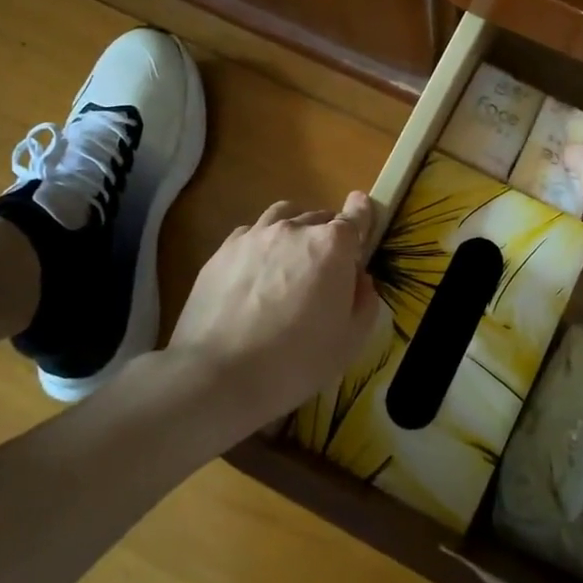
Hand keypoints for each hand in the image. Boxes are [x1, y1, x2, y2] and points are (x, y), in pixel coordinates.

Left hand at [170, 191, 382, 430]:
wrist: (218, 374)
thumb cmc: (296, 361)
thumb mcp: (350, 341)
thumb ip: (363, 301)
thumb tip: (358, 279)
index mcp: (331, 246)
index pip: (355, 216)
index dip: (362, 212)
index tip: (363, 207)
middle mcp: (294, 230)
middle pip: (319, 218)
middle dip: (329, 235)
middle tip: (327, 266)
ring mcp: (255, 236)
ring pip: (283, 216)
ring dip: (295, 229)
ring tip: (292, 256)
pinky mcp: (223, 250)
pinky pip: (251, 233)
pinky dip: (262, 242)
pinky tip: (257, 270)